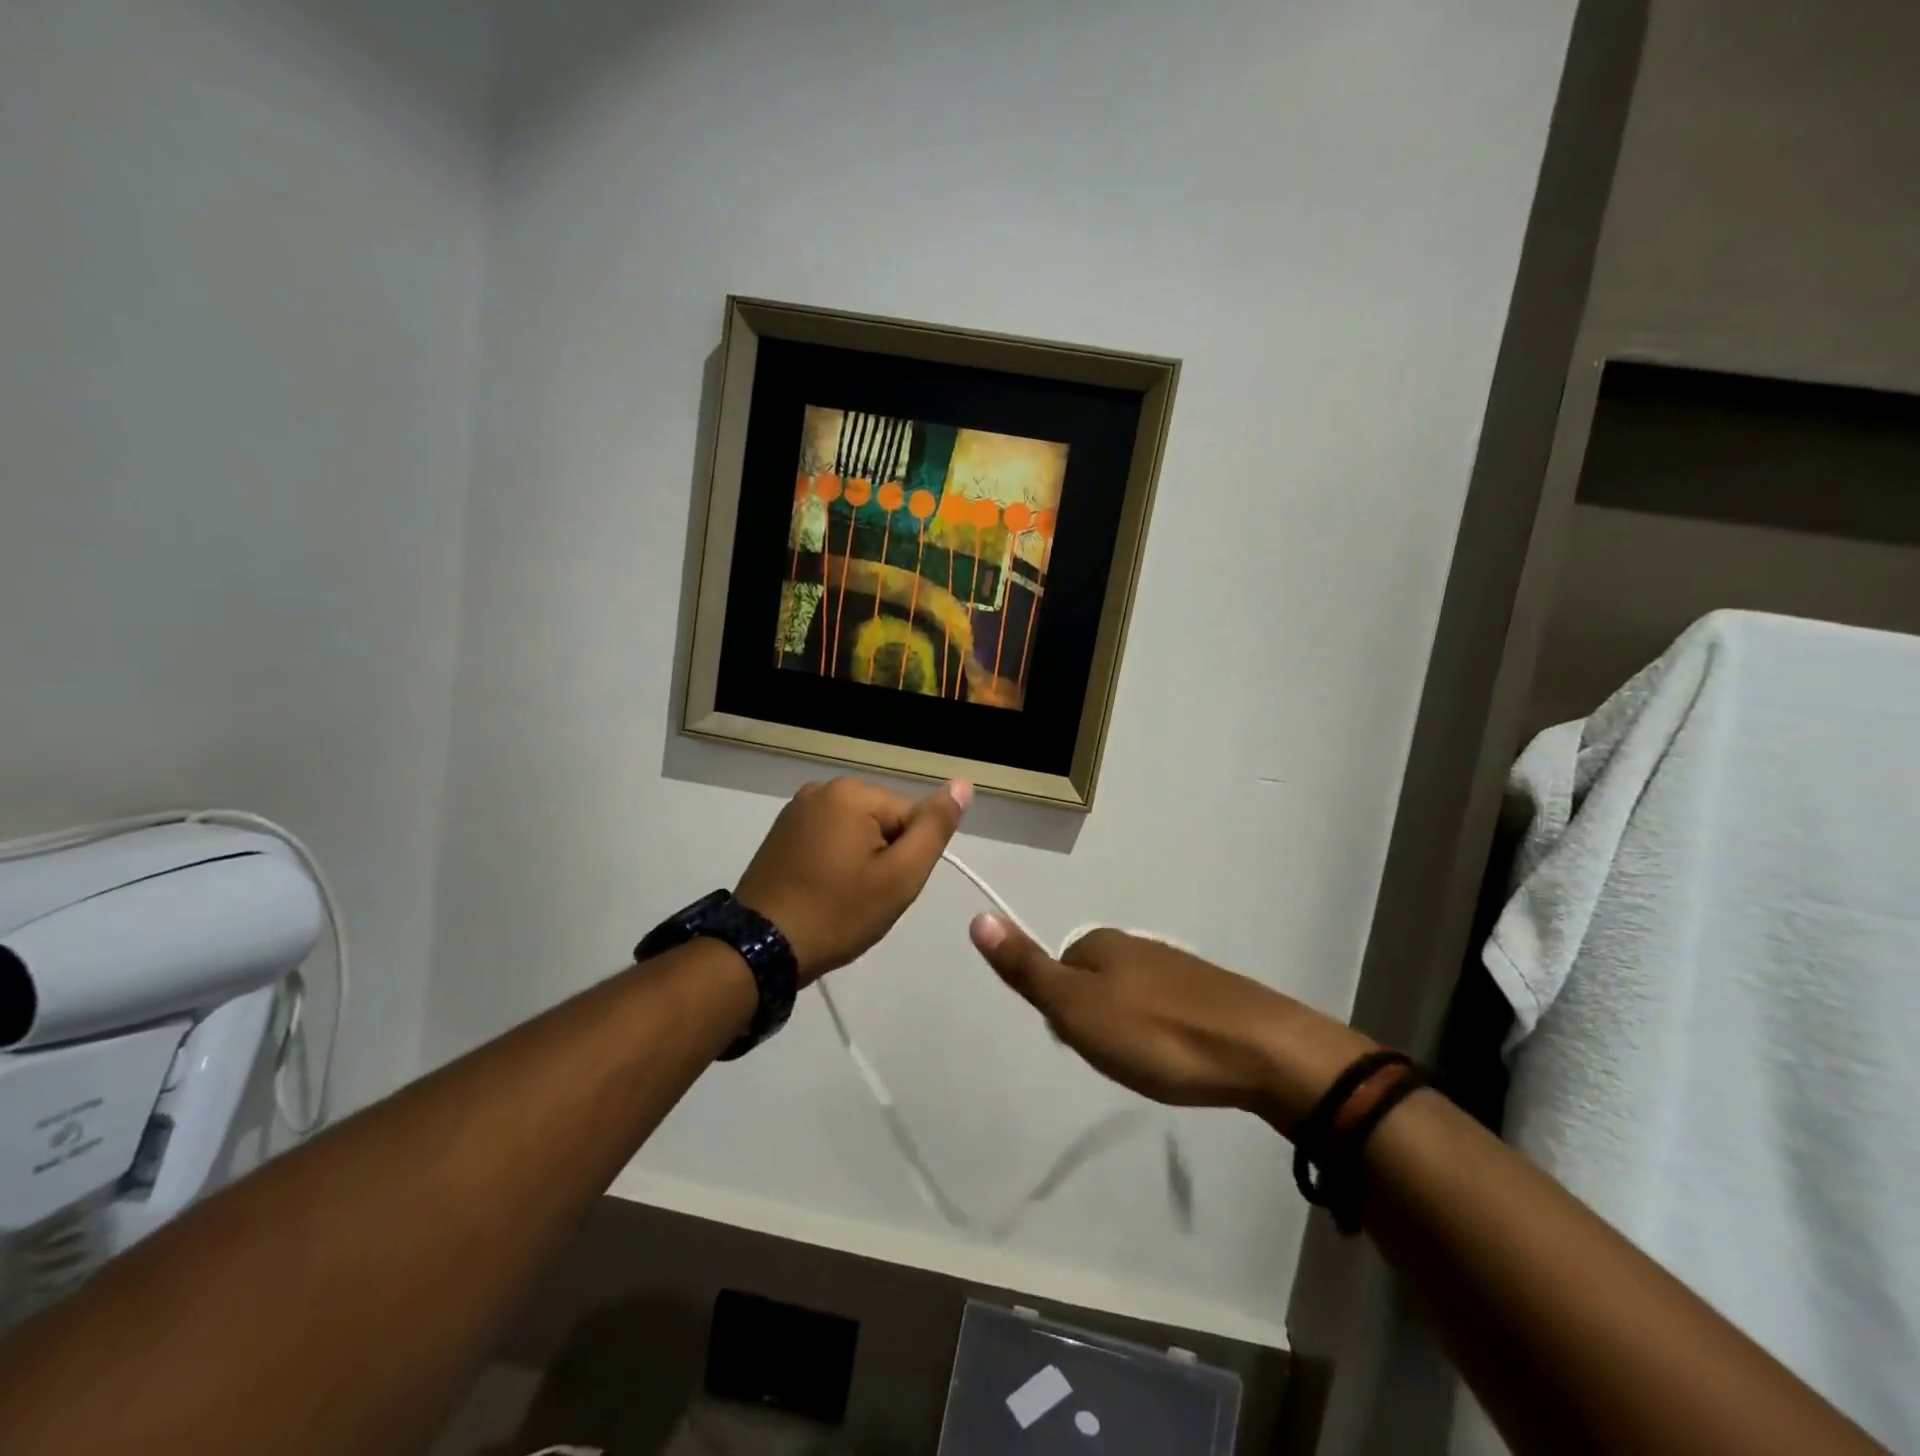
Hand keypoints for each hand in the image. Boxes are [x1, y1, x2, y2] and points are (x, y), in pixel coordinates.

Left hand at [736, 777, 969, 982]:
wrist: (760, 949)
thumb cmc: (837, 913)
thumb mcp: (899, 876)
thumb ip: (934, 828)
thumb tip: (963, 783)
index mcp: (852, 792)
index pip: (911, 817)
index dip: (908, 858)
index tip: (885, 890)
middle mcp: (822, 789)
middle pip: (883, 821)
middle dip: (884, 858)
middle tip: (865, 899)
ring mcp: (796, 809)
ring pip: (857, 832)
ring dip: (860, 862)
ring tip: (842, 899)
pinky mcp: (781, 832)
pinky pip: (829, 840)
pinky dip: (835, 864)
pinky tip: (822, 892)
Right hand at [968, 920, 1374, 1131]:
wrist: (1260, 1051)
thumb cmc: (1156, 1034)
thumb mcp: (1076, 1008)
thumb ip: (1027, 968)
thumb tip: (978, 917)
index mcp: (1101, 943)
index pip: (1058, 970)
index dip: (1062, 1012)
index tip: (1084, 1044)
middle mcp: (1136, 945)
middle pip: (1093, 982)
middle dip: (1096, 1021)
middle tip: (1117, 1057)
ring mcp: (1177, 966)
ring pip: (1130, 996)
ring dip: (1129, 1028)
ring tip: (1148, 1064)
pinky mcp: (1210, 991)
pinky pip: (1166, 1008)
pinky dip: (1162, 1032)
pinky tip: (1178, 1056)